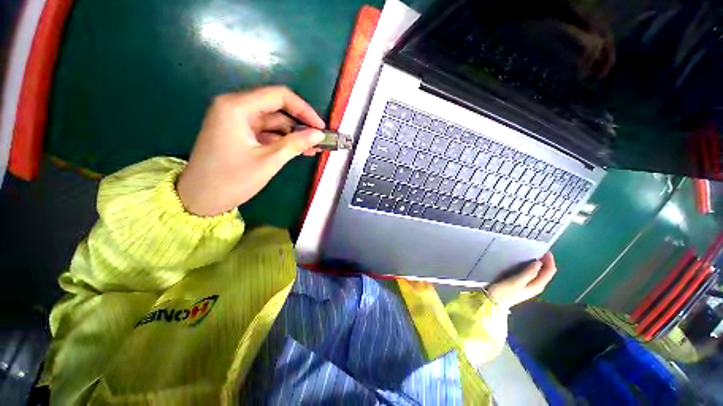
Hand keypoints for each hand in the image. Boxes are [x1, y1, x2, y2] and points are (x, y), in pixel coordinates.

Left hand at [177, 86, 325, 215]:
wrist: (199, 200)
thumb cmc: (232, 180)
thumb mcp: (268, 161)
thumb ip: (295, 144)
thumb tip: (318, 134)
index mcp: (237, 107)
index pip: (279, 96)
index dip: (304, 110)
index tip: (321, 127)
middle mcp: (235, 107)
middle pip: (276, 108)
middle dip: (299, 124)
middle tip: (319, 140)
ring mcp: (236, 121)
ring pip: (273, 122)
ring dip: (293, 134)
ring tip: (312, 148)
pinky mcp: (238, 133)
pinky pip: (266, 132)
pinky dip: (282, 140)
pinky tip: (297, 150)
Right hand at [486, 253, 556, 307]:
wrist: (493, 302)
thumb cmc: (504, 292)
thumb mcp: (516, 282)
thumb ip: (528, 273)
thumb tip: (539, 262)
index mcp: (537, 285)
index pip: (549, 272)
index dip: (549, 260)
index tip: (545, 250)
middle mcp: (536, 286)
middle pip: (546, 272)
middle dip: (545, 261)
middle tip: (538, 250)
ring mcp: (528, 286)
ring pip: (539, 273)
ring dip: (538, 264)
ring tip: (532, 253)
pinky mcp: (521, 284)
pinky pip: (531, 274)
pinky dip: (531, 267)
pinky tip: (524, 263)